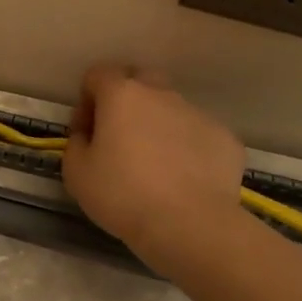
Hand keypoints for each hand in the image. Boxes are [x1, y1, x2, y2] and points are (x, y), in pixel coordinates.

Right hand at [61, 65, 248, 264]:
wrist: (189, 225)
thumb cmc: (122, 194)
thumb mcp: (76, 172)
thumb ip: (77, 143)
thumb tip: (89, 136)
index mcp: (122, 95)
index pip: (98, 75)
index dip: (86, 100)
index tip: (86, 132)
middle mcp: (162, 94)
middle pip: (140, 81)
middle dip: (126, 101)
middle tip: (120, 138)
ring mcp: (198, 114)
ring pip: (172, 109)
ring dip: (158, 126)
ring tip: (155, 166)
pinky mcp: (226, 138)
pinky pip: (198, 135)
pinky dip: (187, 149)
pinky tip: (183, 181)